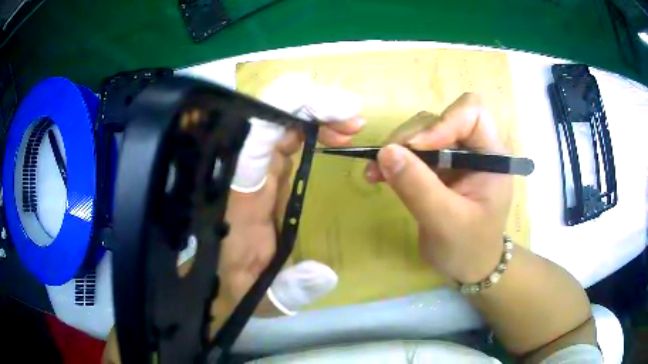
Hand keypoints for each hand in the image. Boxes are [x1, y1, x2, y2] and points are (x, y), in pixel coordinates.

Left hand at [218, 117, 362, 313]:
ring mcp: (253, 170)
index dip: (281, 113)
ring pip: (279, 123)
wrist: (223, 282)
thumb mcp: (262, 298)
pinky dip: (312, 129)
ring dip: (315, 115)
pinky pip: (286, 138)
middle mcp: (241, 174)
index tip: (323, 104)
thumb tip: (325, 274)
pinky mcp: (265, 173)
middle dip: (309, 107)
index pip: (252, 141)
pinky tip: (335, 134)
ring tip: (351, 123)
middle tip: (352, 116)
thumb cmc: (237, 287)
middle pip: (267, 120)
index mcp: (236, 198)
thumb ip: (290, 291)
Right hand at [366, 93, 511, 282]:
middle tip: (383, 161)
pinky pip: (413, 152)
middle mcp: (474, 148)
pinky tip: (377, 175)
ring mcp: (454, 157)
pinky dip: (394, 160)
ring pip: (421, 132)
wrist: (469, 267)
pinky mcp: (438, 168)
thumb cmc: (470, 248)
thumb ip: (419, 187)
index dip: (444, 122)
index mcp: (491, 156)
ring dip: (396, 148)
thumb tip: (385, 152)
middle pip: (440, 119)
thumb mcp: (446, 222)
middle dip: (410, 137)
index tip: (417, 148)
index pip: (472, 114)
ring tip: (374, 172)